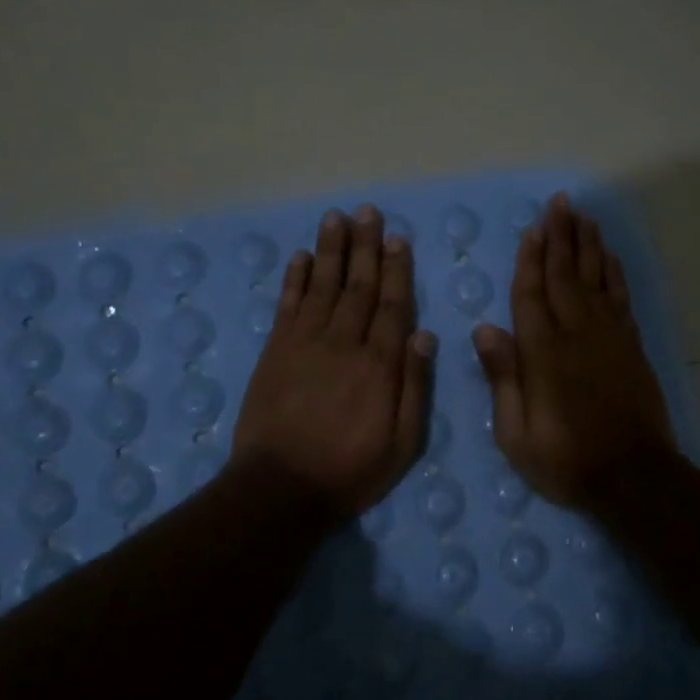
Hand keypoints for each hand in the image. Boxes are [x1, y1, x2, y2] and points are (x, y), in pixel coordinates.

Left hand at [232, 205, 435, 514]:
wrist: (280, 487)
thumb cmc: (350, 469)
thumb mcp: (402, 443)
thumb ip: (415, 386)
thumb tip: (425, 334)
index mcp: (379, 365)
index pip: (392, 305)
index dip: (396, 269)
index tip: (398, 238)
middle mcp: (343, 343)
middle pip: (358, 286)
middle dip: (365, 247)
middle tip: (367, 212)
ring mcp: (305, 343)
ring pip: (322, 286)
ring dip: (331, 250)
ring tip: (336, 218)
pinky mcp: (275, 351)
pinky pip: (287, 305)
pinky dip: (294, 278)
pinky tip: (301, 256)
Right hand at [473, 192, 677, 511]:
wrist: (634, 477)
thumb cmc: (567, 461)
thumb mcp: (517, 434)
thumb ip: (503, 378)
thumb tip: (485, 328)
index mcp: (543, 354)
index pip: (531, 295)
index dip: (530, 260)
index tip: (532, 229)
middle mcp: (577, 334)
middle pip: (565, 275)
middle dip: (561, 237)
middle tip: (560, 203)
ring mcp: (609, 337)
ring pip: (596, 279)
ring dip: (588, 245)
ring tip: (583, 216)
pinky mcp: (631, 346)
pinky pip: (620, 298)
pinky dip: (614, 273)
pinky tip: (608, 256)